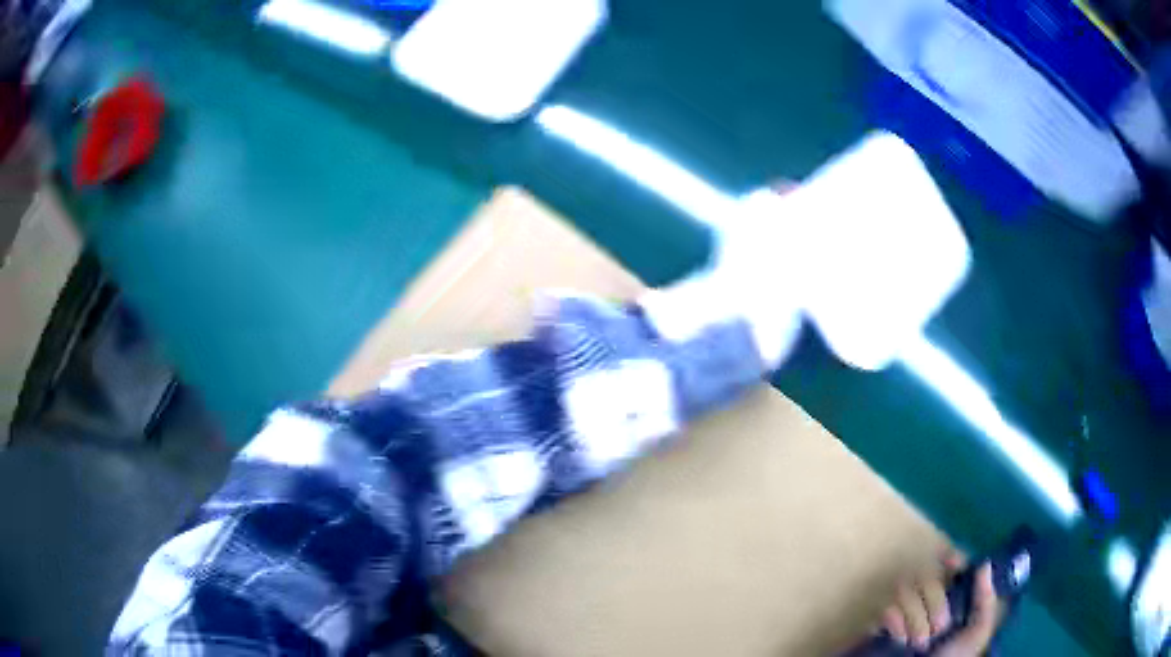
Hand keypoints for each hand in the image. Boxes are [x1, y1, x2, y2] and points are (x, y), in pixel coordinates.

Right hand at [881, 552, 1001, 655]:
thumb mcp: (975, 635)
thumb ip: (984, 602)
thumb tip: (984, 564)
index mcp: (954, 597)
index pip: (952, 565)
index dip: (951, 559)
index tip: (952, 563)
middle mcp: (929, 599)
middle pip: (928, 576)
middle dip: (934, 603)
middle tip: (939, 629)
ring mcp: (905, 611)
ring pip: (905, 589)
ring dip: (915, 618)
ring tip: (918, 643)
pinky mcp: (883, 623)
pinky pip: (887, 609)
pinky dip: (896, 625)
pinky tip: (900, 640)